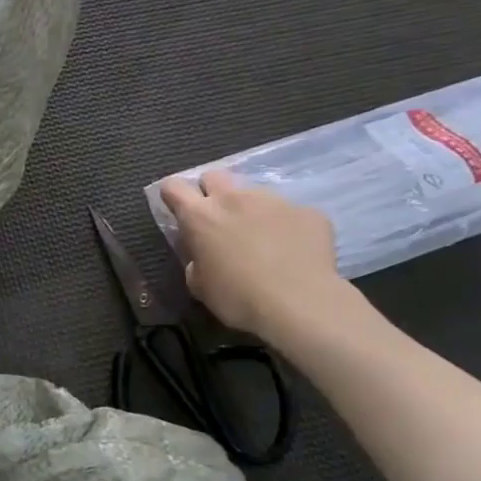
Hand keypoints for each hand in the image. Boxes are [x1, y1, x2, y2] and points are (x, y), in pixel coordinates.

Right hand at [159, 172, 347, 337]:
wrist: (299, 304)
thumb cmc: (237, 297)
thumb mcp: (199, 284)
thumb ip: (195, 259)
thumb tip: (203, 253)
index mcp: (200, 217)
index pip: (173, 187)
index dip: (173, 196)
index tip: (178, 211)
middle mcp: (234, 199)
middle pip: (214, 176)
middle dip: (211, 192)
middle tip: (219, 221)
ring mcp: (273, 201)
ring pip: (254, 195)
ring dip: (251, 211)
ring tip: (263, 242)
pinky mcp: (307, 211)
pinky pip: (289, 213)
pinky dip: (286, 227)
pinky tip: (293, 252)